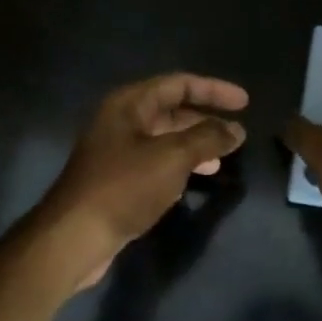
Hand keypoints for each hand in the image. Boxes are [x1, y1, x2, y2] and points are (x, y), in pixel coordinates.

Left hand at [40, 73, 248, 288]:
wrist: (76, 236)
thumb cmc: (124, 188)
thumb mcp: (172, 157)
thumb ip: (207, 139)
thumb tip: (236, 130)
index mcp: (129, 105)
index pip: (178, 84)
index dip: (213, 90)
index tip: (245, 103)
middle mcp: (120, 122)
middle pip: (171, 110)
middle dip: (205, 120)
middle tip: (237, 134)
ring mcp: (116, 152)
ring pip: (164, 139)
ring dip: (195, 145)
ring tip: (222, 159)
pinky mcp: (117, 180)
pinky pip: (156, 162)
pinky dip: (179, 165)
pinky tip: (195, 178)